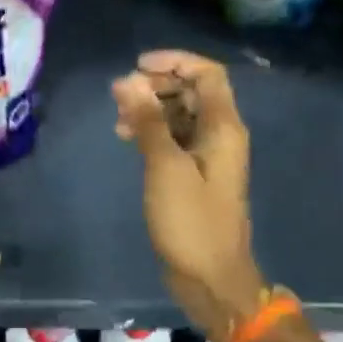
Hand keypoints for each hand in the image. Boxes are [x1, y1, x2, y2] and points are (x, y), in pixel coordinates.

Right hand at [111, 50, 266, 341]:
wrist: (211, 280)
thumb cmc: (191, 222)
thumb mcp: (165, 167)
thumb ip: (147, 121)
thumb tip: (127, 80)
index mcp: (223, 127)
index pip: (207, 73)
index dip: (174, 61)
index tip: (138, 66)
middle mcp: (220, 134)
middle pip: (192, 90)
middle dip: (156, 85)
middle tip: (122, 96)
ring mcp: (208, 155)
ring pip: (180, 113)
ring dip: (151, 109)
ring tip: (119, 120)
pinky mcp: (194, 174)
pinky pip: (174, 137)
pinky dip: (152, 131)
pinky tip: (127, 138)